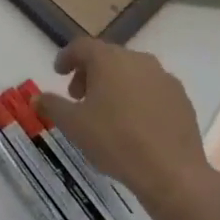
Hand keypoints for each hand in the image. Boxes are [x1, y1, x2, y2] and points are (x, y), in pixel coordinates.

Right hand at [35, 37, 217, 214]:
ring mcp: (164, 78)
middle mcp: (138, 60)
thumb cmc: (114, 140)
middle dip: (90, 73)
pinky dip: (138, 97)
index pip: (82, 46)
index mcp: (109, 59)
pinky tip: (134, 123)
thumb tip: (37, 97)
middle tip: (78, 96)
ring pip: (132, 72)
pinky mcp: (182, 99)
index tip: (58, 73)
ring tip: (106, 111)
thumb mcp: (73, 124)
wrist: (171, 172)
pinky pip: (152, 89)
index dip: (67, 57)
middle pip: (107, 57)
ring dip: (115, 84)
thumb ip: (52, 105)